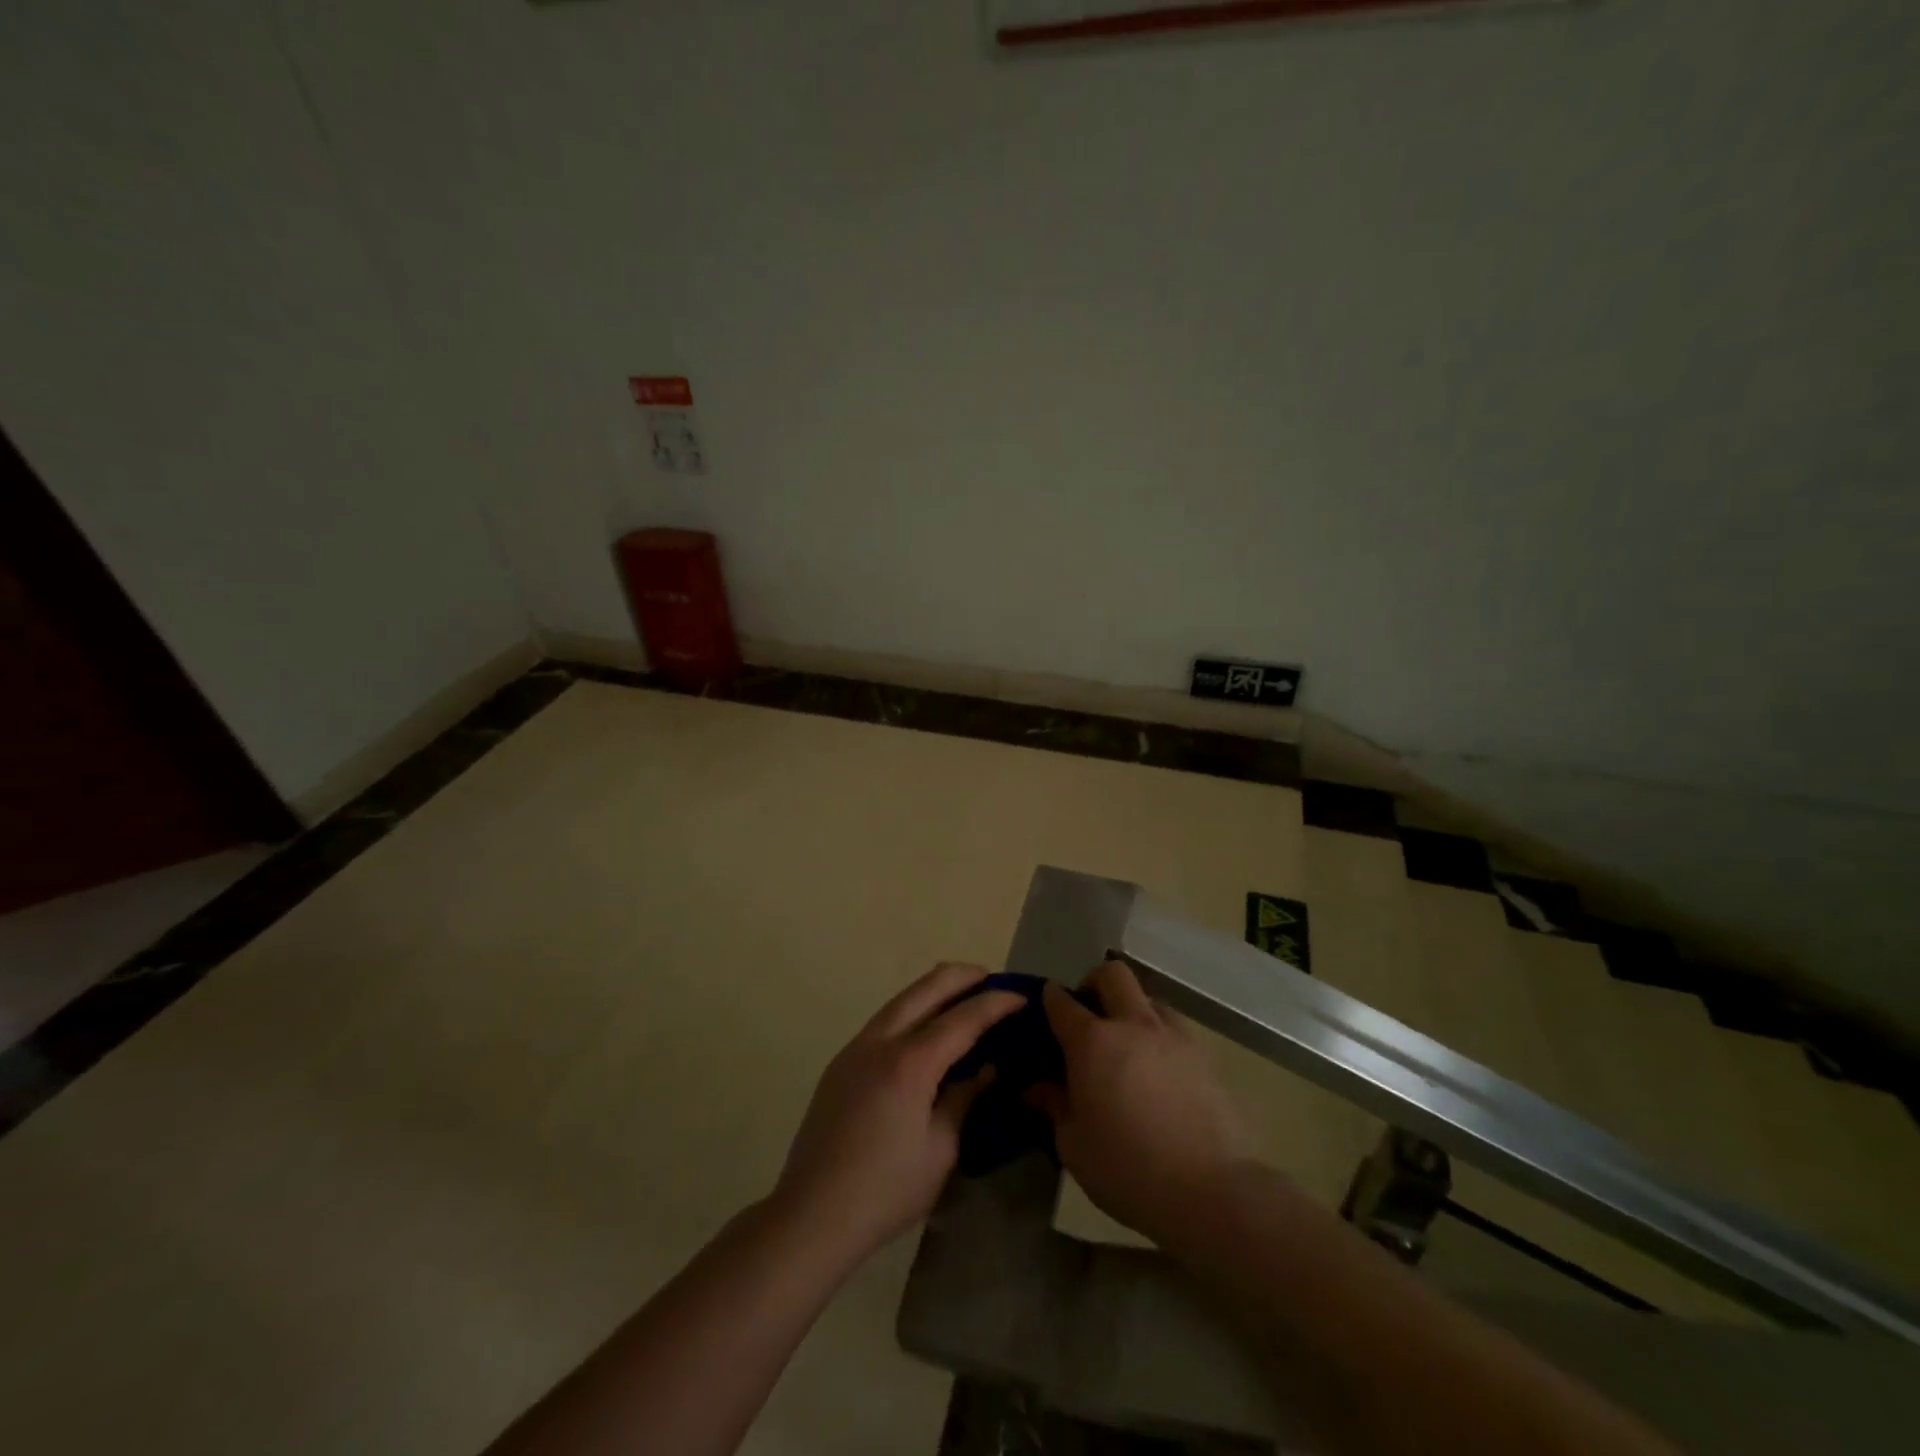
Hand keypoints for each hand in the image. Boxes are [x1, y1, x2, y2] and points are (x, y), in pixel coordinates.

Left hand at [772, 963, 1023, 1265]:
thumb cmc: (885, 1190)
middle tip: (992, 980)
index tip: (1022, 996)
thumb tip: (986, 1070)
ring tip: (964, 995)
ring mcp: (856, 1047)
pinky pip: (885, 1019)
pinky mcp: (842, 1061)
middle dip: (963, 976)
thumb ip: (964, 1100)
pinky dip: (913, 1010)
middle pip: (927, 987)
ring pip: (902, 998)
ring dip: (935, 989)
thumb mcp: (940, 1151)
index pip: (963, 1018)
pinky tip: (926, 1028)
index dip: (996, 1003)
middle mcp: (881, 1041)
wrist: (811, 1213)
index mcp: (910, 1063)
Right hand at [1030, 961, 1259, 1245]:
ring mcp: (1174, 1036)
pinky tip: (1161, 1071)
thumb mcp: (1074, 1146)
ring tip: (1130, 1044)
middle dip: (1095, 983)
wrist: (1212, 1191)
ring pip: (1149, 998)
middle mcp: (1133, 1025)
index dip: (1051, 997)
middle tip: (1090, 1012)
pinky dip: (1162, 1037)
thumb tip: (1037, 1087)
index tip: (1047, 1002)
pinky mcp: (1206, 1056)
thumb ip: (1054, 1106)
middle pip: (1113, 975)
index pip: (1062, 1002)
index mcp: (1093, 1042)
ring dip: (1133, 1010)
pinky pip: (1176, 1029)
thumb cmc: (1128, 1170)